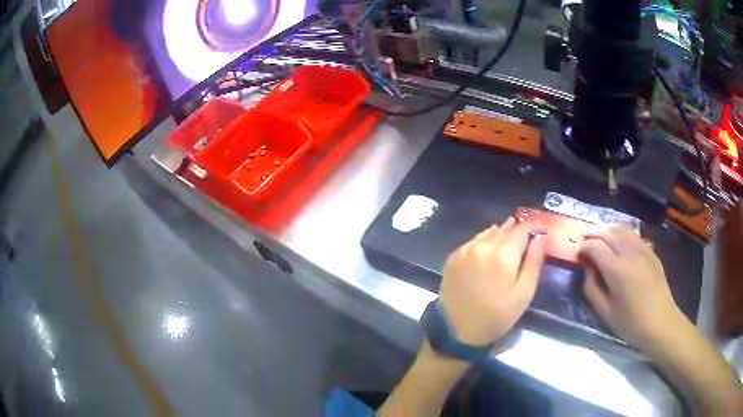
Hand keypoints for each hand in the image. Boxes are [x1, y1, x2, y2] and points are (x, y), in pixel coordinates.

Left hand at [439, 218, 544, 345]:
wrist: (457, 330)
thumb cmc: (496, 316)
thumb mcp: (523, 293)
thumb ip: (534, 262)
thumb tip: (540, 237)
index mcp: (504, 254)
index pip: (522, 229)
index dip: (532, 227)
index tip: (539, 229)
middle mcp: (483, 245)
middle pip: (504, 229)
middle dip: (516, 229)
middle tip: (525, 233)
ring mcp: (465, 249)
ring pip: (488, 233)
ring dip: (500, 233)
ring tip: (509, 236)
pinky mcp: (453, 256)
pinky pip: (474, 241)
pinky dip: (484, 240)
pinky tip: (489, 246)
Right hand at [579, 225, 686, 353]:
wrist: (661, 323)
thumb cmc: (631, 323)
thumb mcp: (605, 313)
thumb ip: (592, 288)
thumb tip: (587, 268)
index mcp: (618, 270)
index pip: (596, 246)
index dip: (583, 247)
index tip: (577, 254)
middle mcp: (631, 253)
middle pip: (609, 230)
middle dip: (593, 231)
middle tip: (583, 238)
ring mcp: (643, 249)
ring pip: (622, 227)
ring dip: (607, 228)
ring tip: (598, 236)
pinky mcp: (651, 252)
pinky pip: (633, 235)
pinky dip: (621, 233)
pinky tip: (617, 243)